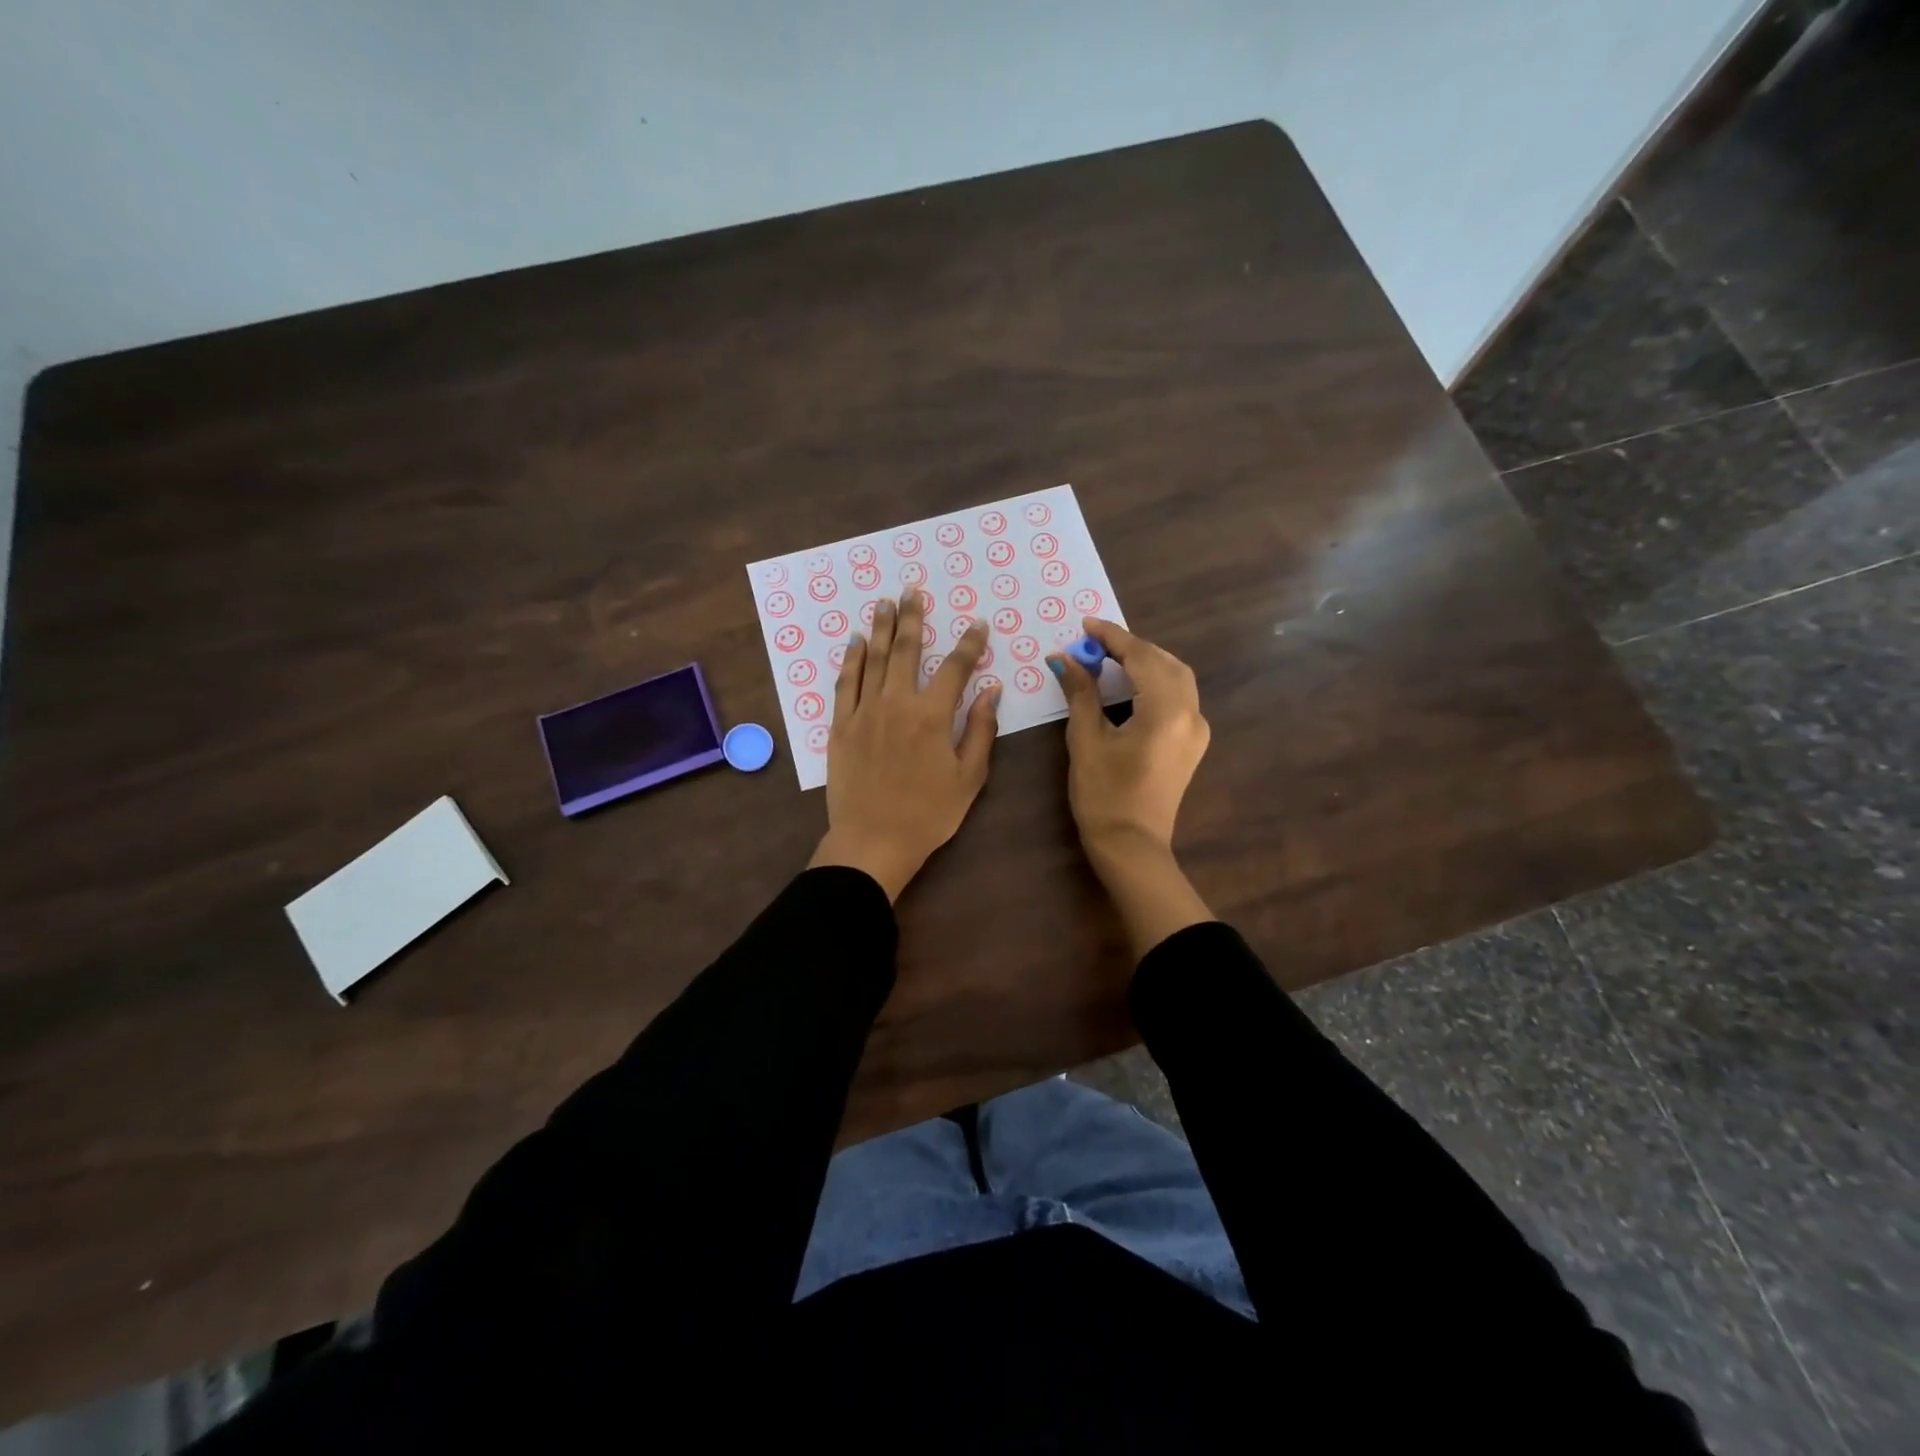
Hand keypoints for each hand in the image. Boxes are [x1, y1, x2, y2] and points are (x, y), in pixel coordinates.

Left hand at [809, 590, 999, 899]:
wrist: (873, 841)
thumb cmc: (928, 814)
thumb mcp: (968, 778)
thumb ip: (980, 730)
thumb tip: (991, 690)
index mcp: (932, 716)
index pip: (955, 668)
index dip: (969, 643)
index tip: (978, 624)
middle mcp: (897, 704)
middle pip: (906, 650)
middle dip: (913, 617)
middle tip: (914, 590)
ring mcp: (864, 712)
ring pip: (874, 659)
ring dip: (881, 628)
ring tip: (885, 602)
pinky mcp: (841, 725)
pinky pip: (846, 683)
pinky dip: (852, 659)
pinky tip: (856, 642)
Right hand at [1051, 618, 1213, 955]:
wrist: (1131, 846)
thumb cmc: (1103, 796)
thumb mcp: (1086, 740)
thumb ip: (1081, 692)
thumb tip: (1065, 658)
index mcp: (1166, 711)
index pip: (1141, 658)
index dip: (1112, 637)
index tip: (1085, 624)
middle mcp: (1191, 714)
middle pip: (1165, 662)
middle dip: (1132, 647)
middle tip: (1095, 642)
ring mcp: (1197, 730)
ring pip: (1177, 677)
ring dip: (1147, 661)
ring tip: (1111, 657)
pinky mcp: (1193, 743)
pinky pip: (1179, 697)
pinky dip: (1156, 681)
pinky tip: (1131, 684)